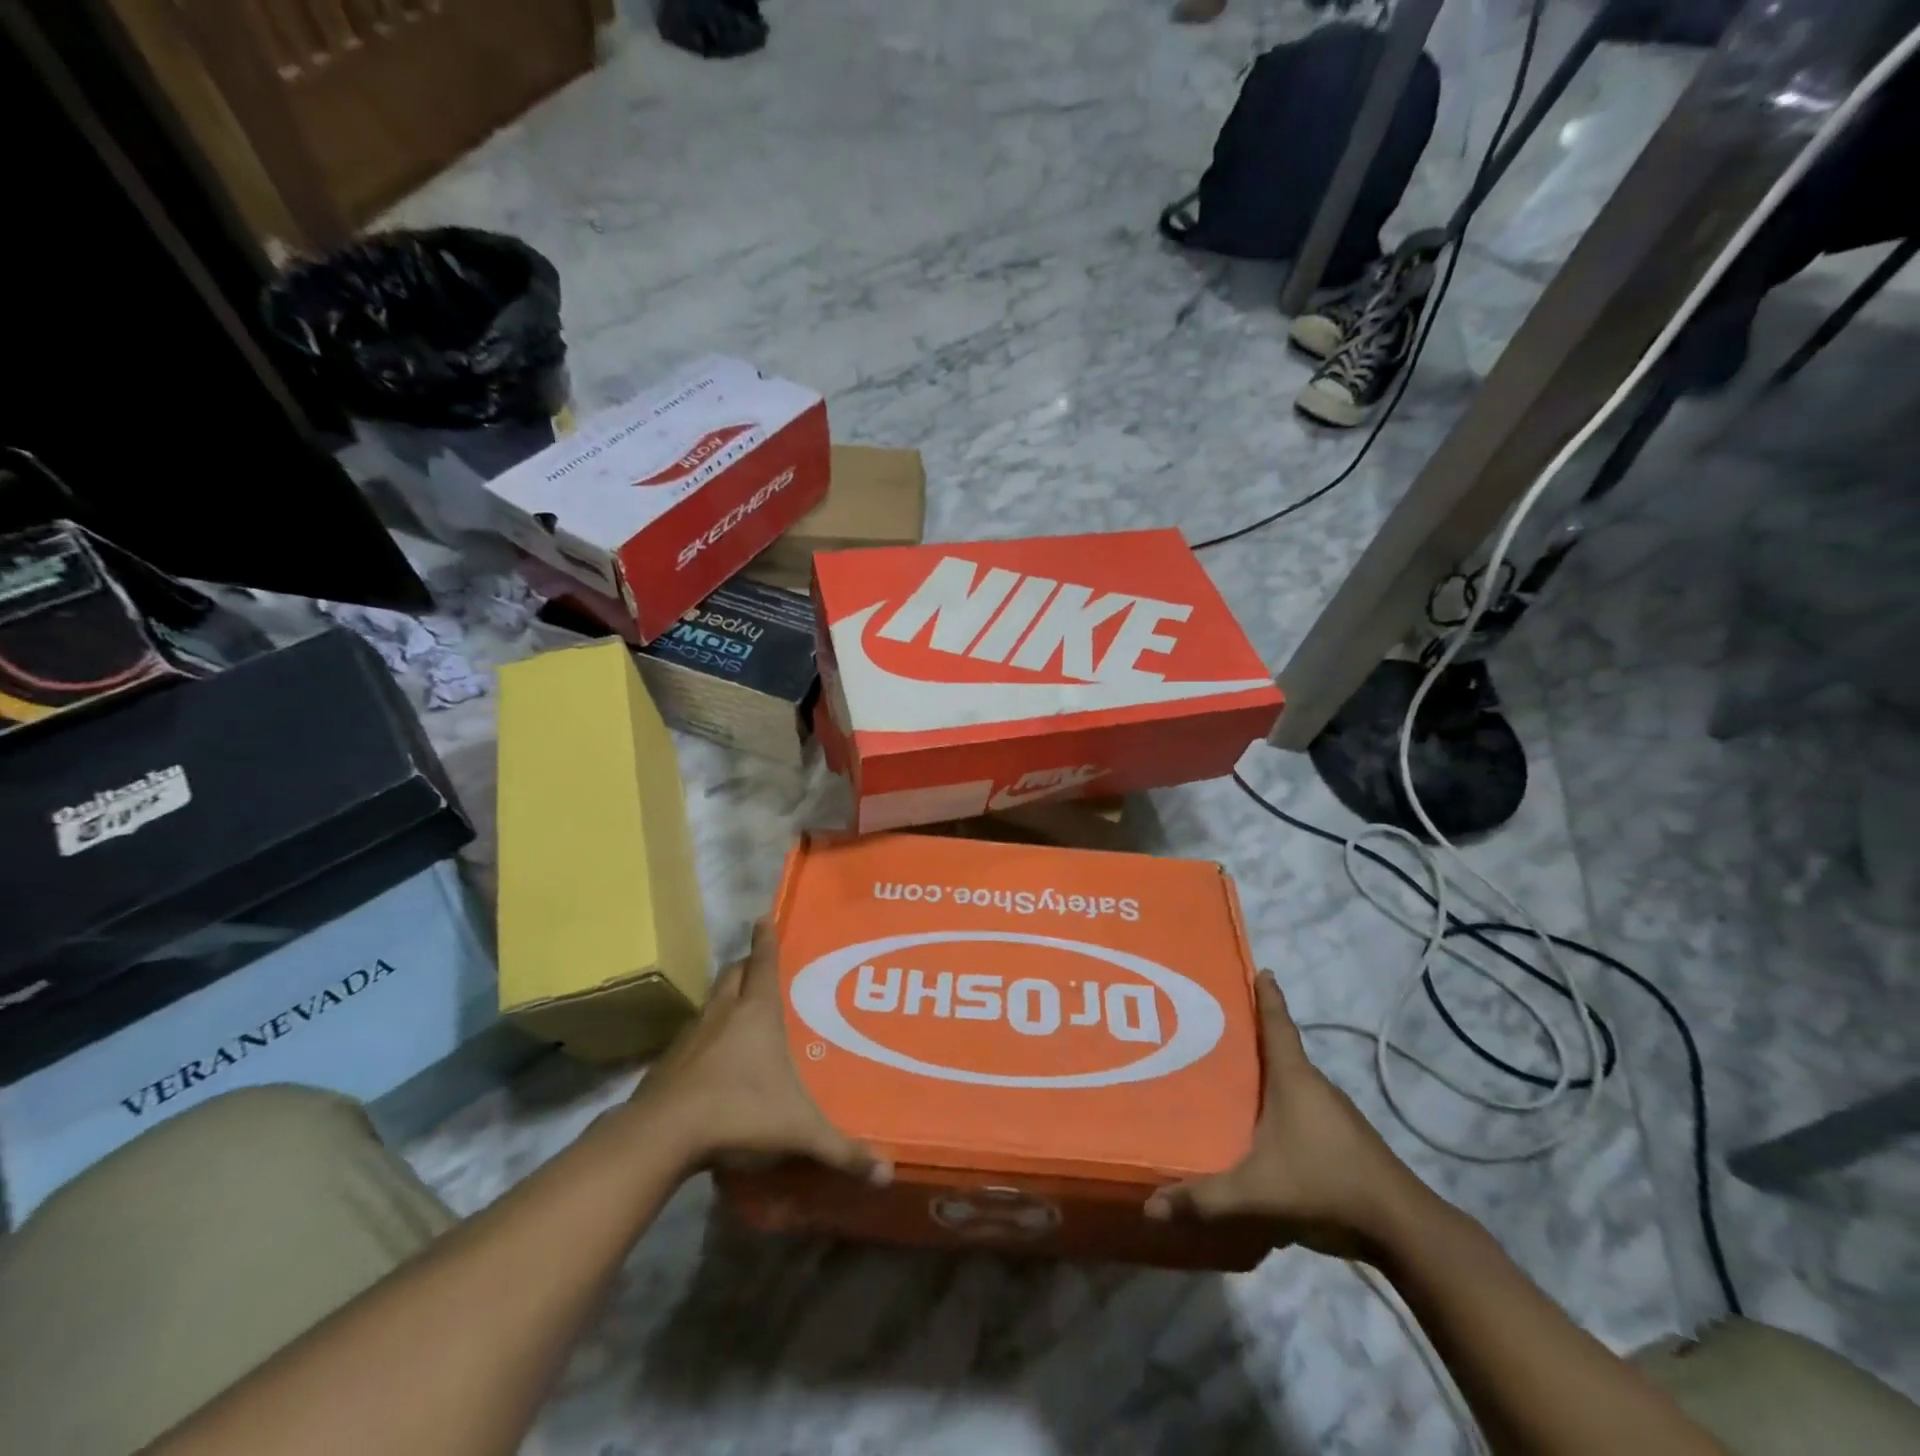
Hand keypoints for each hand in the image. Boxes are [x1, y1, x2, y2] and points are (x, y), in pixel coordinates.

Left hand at [627, 919, 891, 1185]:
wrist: (663, 1135)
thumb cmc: (740, 1111)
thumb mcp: (799, 1131)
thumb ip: (842, 1151)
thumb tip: (886, 1175)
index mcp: (756, 1012)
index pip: (762, 961)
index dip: (765, 937)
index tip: (763, 915)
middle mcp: (722, 1013)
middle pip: (732, 973)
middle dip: (745, 964)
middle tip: (759, 965)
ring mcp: (692, 1036)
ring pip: (711, 1002)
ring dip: (725, 999)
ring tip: (740, 1011)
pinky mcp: (669, 1063)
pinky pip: (693, 1037)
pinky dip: (706, 1037)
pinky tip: (713, 1062)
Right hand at [1144, 972, 1424, 1253]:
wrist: (1403, 1230)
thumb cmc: (1325, 1185)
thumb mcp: (1256, 1193)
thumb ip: (1204, 1199)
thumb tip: (1150, 1207)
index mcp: (1294, 1079)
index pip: (1277, 1024)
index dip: (1267, 996)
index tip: (1261, 969)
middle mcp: (1315, 1087)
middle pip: (1280, 1051)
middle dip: (1251, 1040)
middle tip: (1213, 1031)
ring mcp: (1336, 1115)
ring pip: (1292, 1084)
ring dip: (1266, 1078)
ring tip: (1230, 1082)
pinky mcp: (1345, 1142)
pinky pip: (1303, 1111)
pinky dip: (1281, 1108)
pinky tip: (1262, 1131)